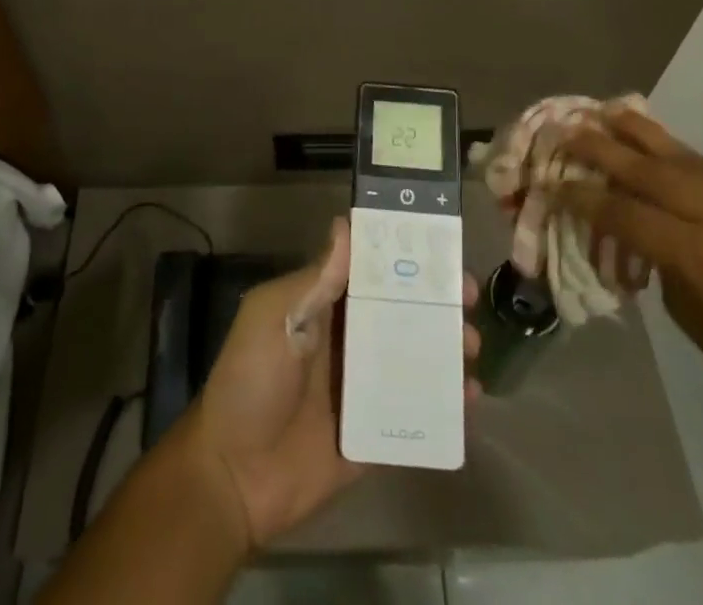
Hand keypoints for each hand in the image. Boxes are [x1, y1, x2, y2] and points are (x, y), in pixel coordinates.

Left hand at [181, 218, 480, 546]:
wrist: (232, 477)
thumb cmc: (250, 382)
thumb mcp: (274, 318)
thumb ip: (315, 279)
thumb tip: (346, 224)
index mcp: (323, 306)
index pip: (371, 272)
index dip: (405, 259)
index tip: (441, 253)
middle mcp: (347, 339)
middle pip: (401, 312)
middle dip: (436, 303)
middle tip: (467, 301)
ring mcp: (363, 387)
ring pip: (414, 357)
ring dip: (446, 348)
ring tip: (471, 349)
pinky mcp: (375, 432)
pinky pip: (416, 412)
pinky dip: (444, 403)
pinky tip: (471, 399)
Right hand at [558, 99, 702, 438]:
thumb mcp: (690, 316)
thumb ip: (657, 258)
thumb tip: (629, 219)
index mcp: (702, 259)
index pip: (625, 212)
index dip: (584, 195)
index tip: (555, 180)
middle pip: (650, 171)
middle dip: (602, 148)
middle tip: (567, 129)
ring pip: (688, 158)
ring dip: (641, 135)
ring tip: (606, 112)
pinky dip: (687, 165)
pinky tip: (663, 152)